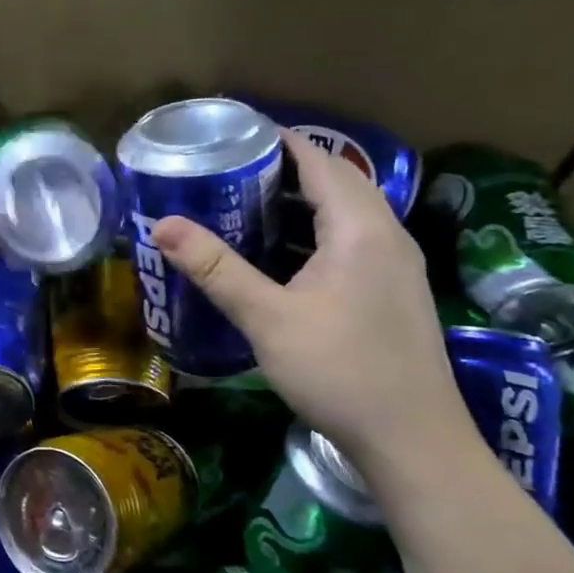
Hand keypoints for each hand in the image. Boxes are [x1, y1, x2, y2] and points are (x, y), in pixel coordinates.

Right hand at [151, 129, 471, 466]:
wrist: (412, 440)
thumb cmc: (339, 369)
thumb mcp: (267, 317)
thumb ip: (215, 268)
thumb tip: (161, 224)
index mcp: (360, 229)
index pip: (320, 161)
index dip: (279, 140)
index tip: (234, 132)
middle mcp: (387, 236)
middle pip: (337, 182)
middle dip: (286, 168)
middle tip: (231, 168)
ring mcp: (396, 266)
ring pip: (347, 213)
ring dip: (302, 202)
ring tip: (247, 203)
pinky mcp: (393, 293)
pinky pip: (352, 241)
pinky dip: (316, 232)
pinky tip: (283, 255)